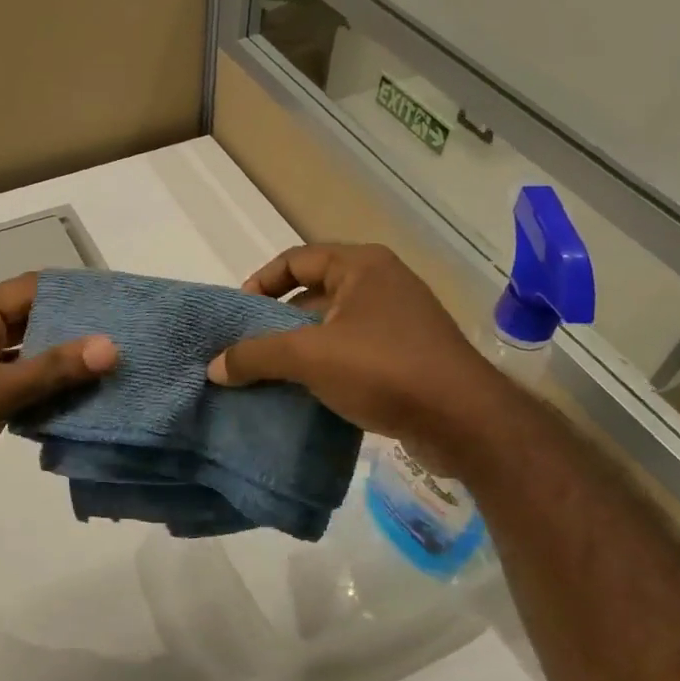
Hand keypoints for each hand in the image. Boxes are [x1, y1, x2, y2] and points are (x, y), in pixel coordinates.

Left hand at [0, 272, 117, 516]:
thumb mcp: (0, 389)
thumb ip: (54, 369)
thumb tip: (109, 346)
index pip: (29, 289)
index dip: (67, 289)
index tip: (109, 298)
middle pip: (32, 322)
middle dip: (72, 328)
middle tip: (118, 335)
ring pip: (29, 358)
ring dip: (62, 364)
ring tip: (108, 367)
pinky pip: (23, 389)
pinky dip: (48, 392)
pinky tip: (80, 403)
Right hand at [206, 244, 506, 467]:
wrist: (464, 421)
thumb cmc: (384, 369)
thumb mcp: (309, 357)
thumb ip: (256, 356)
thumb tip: (214, 366)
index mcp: (362, 266)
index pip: (296, 259)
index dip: (260, 282)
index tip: (237, 315)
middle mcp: (381, 284)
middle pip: (313, 293)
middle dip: (276, 320)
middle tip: (247, 348)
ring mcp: (398, 321)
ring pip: (332, 326)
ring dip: (299, 347)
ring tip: (268, 374)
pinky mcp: (407, 356)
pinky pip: (352, 351)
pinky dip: (325, 366)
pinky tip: (304, 393)